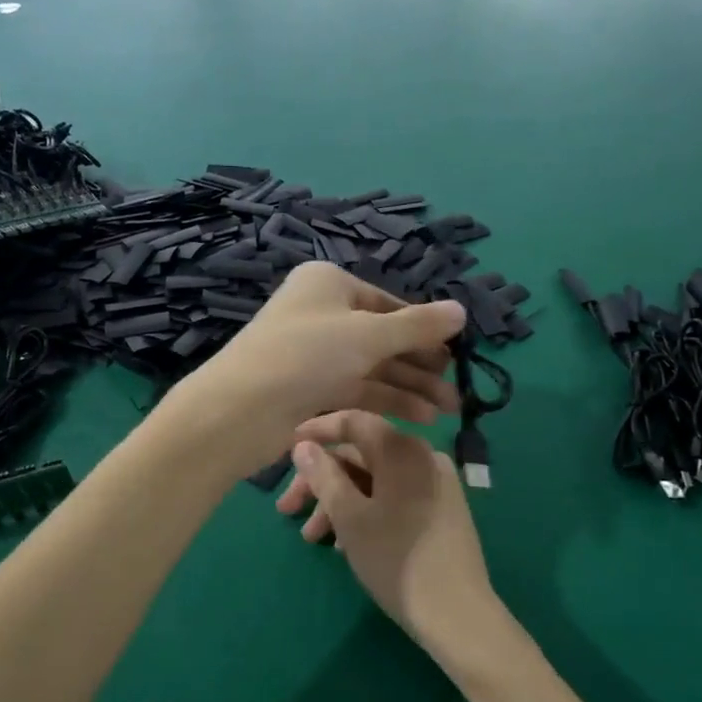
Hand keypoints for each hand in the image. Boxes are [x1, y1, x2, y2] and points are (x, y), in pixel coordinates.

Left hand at [165, 262, 465, 476]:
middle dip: (422, 364)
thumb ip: (418, 325)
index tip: (456, 353)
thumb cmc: (307, 355)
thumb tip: (461, 310)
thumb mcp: (369, 335)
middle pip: (383, 336)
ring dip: (411, 387)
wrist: (240, 410)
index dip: (424, 328)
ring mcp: (314, 353)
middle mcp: (321, 313)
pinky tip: (422, 417)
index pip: (388, 303)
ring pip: (373, 366)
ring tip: (449, 410)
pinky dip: (388, 400)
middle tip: (457, 389)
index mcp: (329, 284)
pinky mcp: (310, 388)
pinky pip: (358, 388)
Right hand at [277, 411, 497, 642]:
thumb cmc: (395, 558)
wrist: (457, 612)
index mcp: (401, 449)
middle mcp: (422, 456)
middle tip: (288, 510)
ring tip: (313, 539)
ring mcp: (436, 482)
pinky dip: (366, 509)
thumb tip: (304, 446)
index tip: (287, 449)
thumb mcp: (349, 517)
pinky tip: (345, 543)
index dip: (317, 432)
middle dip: (321, 481)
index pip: (352, 422)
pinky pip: (395, 495)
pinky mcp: (442, 508)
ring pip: (376, 479)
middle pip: (361, 455)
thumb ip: (324, 476)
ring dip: (340, 502)